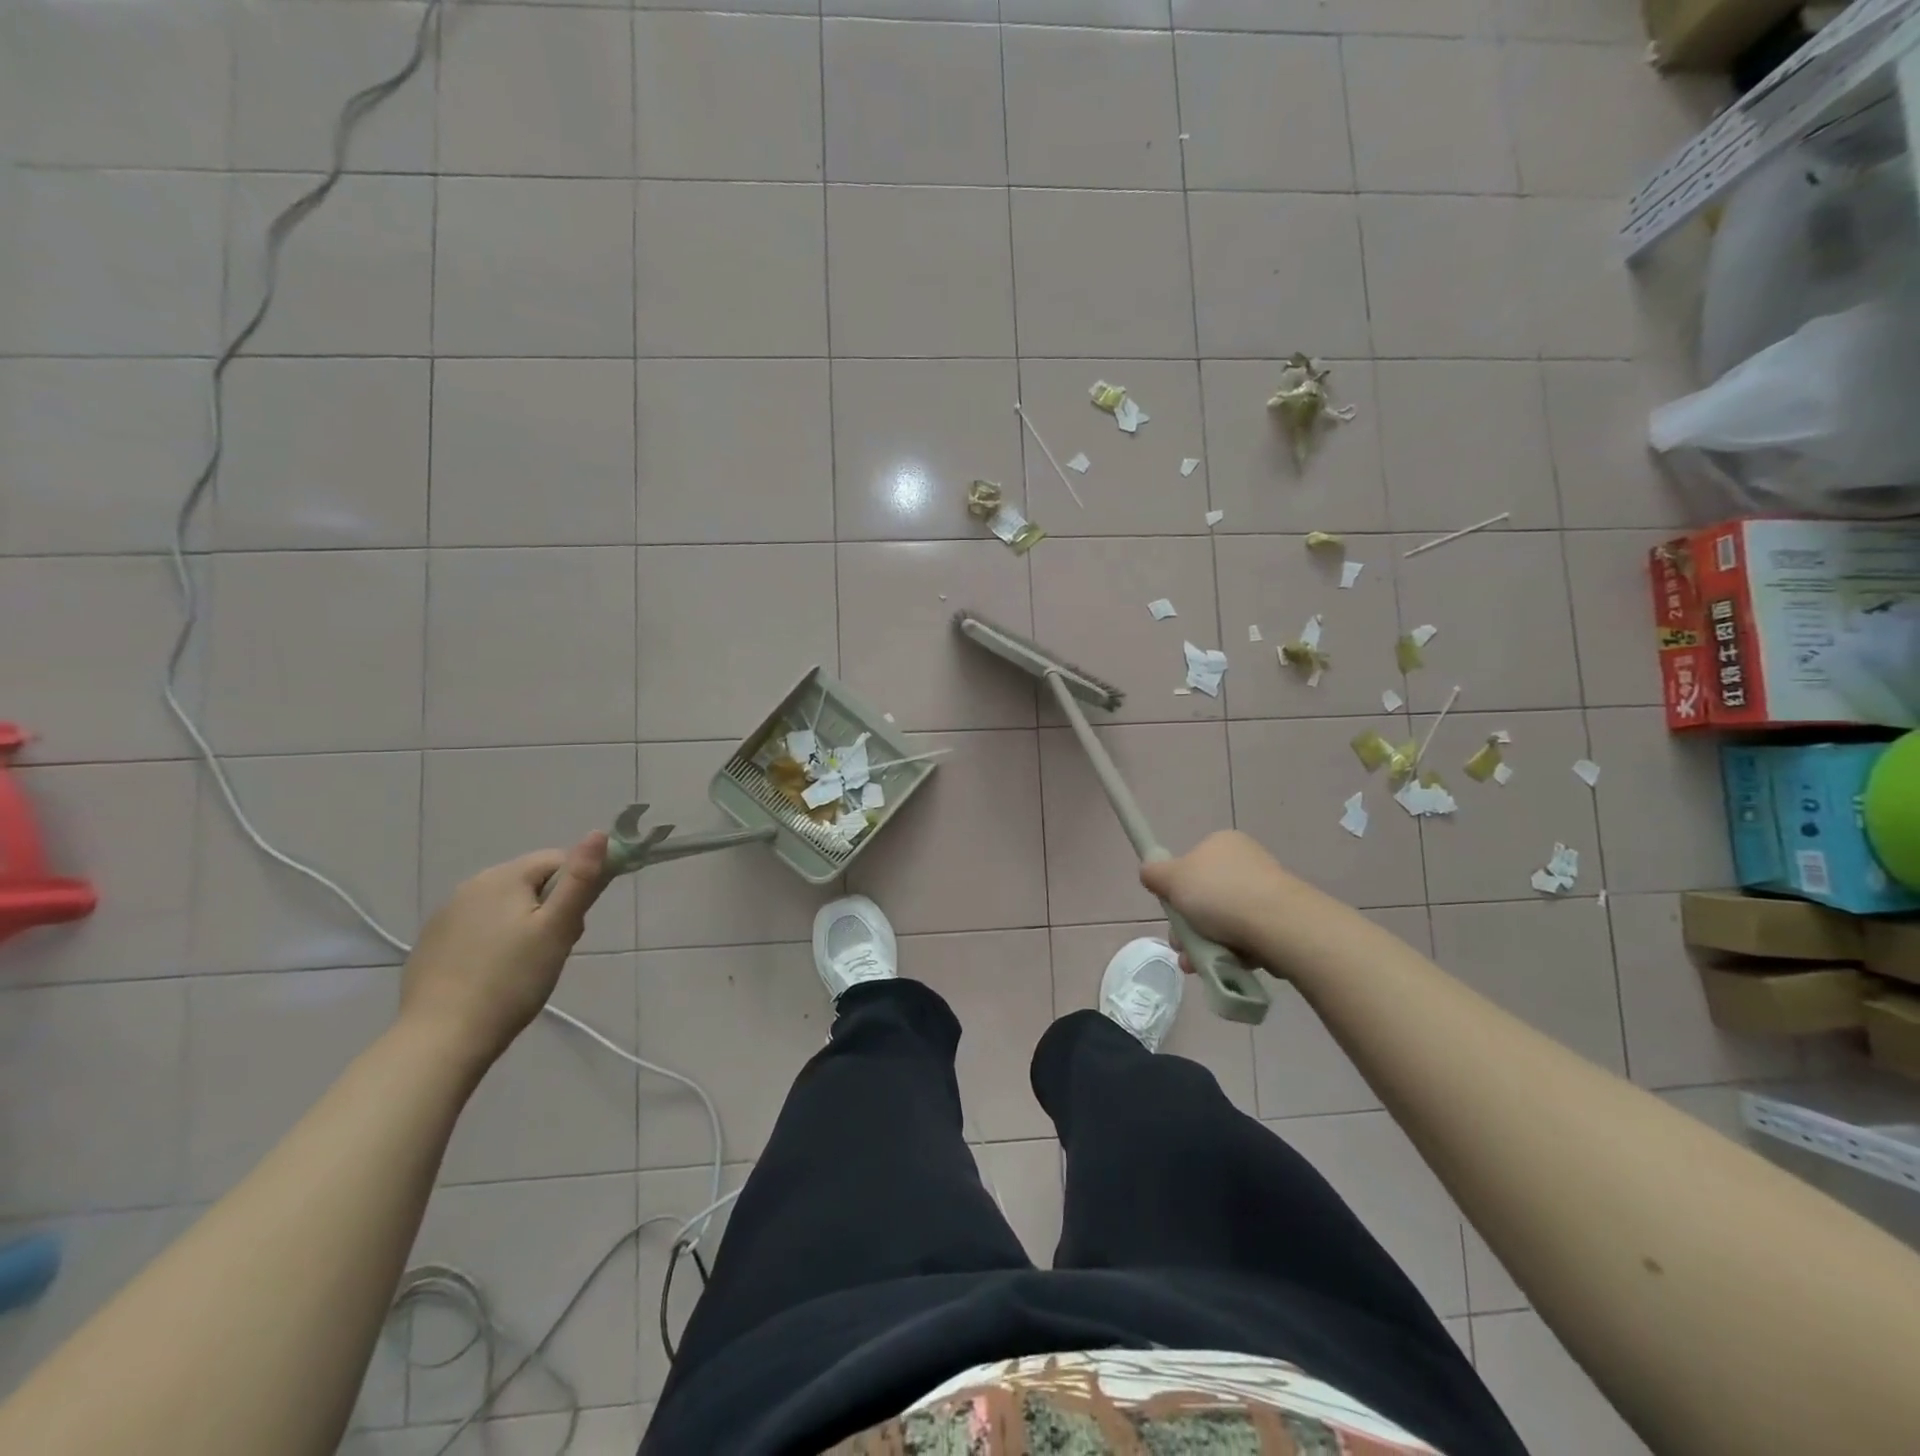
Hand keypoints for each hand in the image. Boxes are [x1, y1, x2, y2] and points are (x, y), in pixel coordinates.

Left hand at [399, 833, 613, 1069]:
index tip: (575, 926)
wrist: (442, 1038)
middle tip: (554, 949)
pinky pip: (478, 928)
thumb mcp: (558, 928)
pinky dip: (494, 942)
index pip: (557, 860)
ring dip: (523, 925)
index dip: (576, 887)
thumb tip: (599, 833)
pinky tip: (495, 974)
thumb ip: (581, 880)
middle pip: (530, 882)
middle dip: (550, 908)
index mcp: (503, 876)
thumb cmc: (512, 979)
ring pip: (504, 906)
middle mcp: (470, 885)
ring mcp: (445, 915)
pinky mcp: (431, 943)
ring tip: (526, 966)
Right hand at [1139, 830, 1302, 961]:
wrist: (1278, 925)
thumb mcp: (1172, 879)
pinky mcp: (1281, 920)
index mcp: (1222, 843)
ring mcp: (1266, 891)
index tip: (1171, 913)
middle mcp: (1246, 861)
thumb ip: (1154, 873)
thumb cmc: (1219, 894)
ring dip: (1205, 943)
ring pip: (1223, 921)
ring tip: (1197, 964)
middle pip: (1205, 896)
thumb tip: (1149, 872)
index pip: (1191, 865)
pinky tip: (1224, 965)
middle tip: (1181, 945)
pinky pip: (1246, 936)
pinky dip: (1232, 952)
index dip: (1177, 891)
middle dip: (1189, 925)